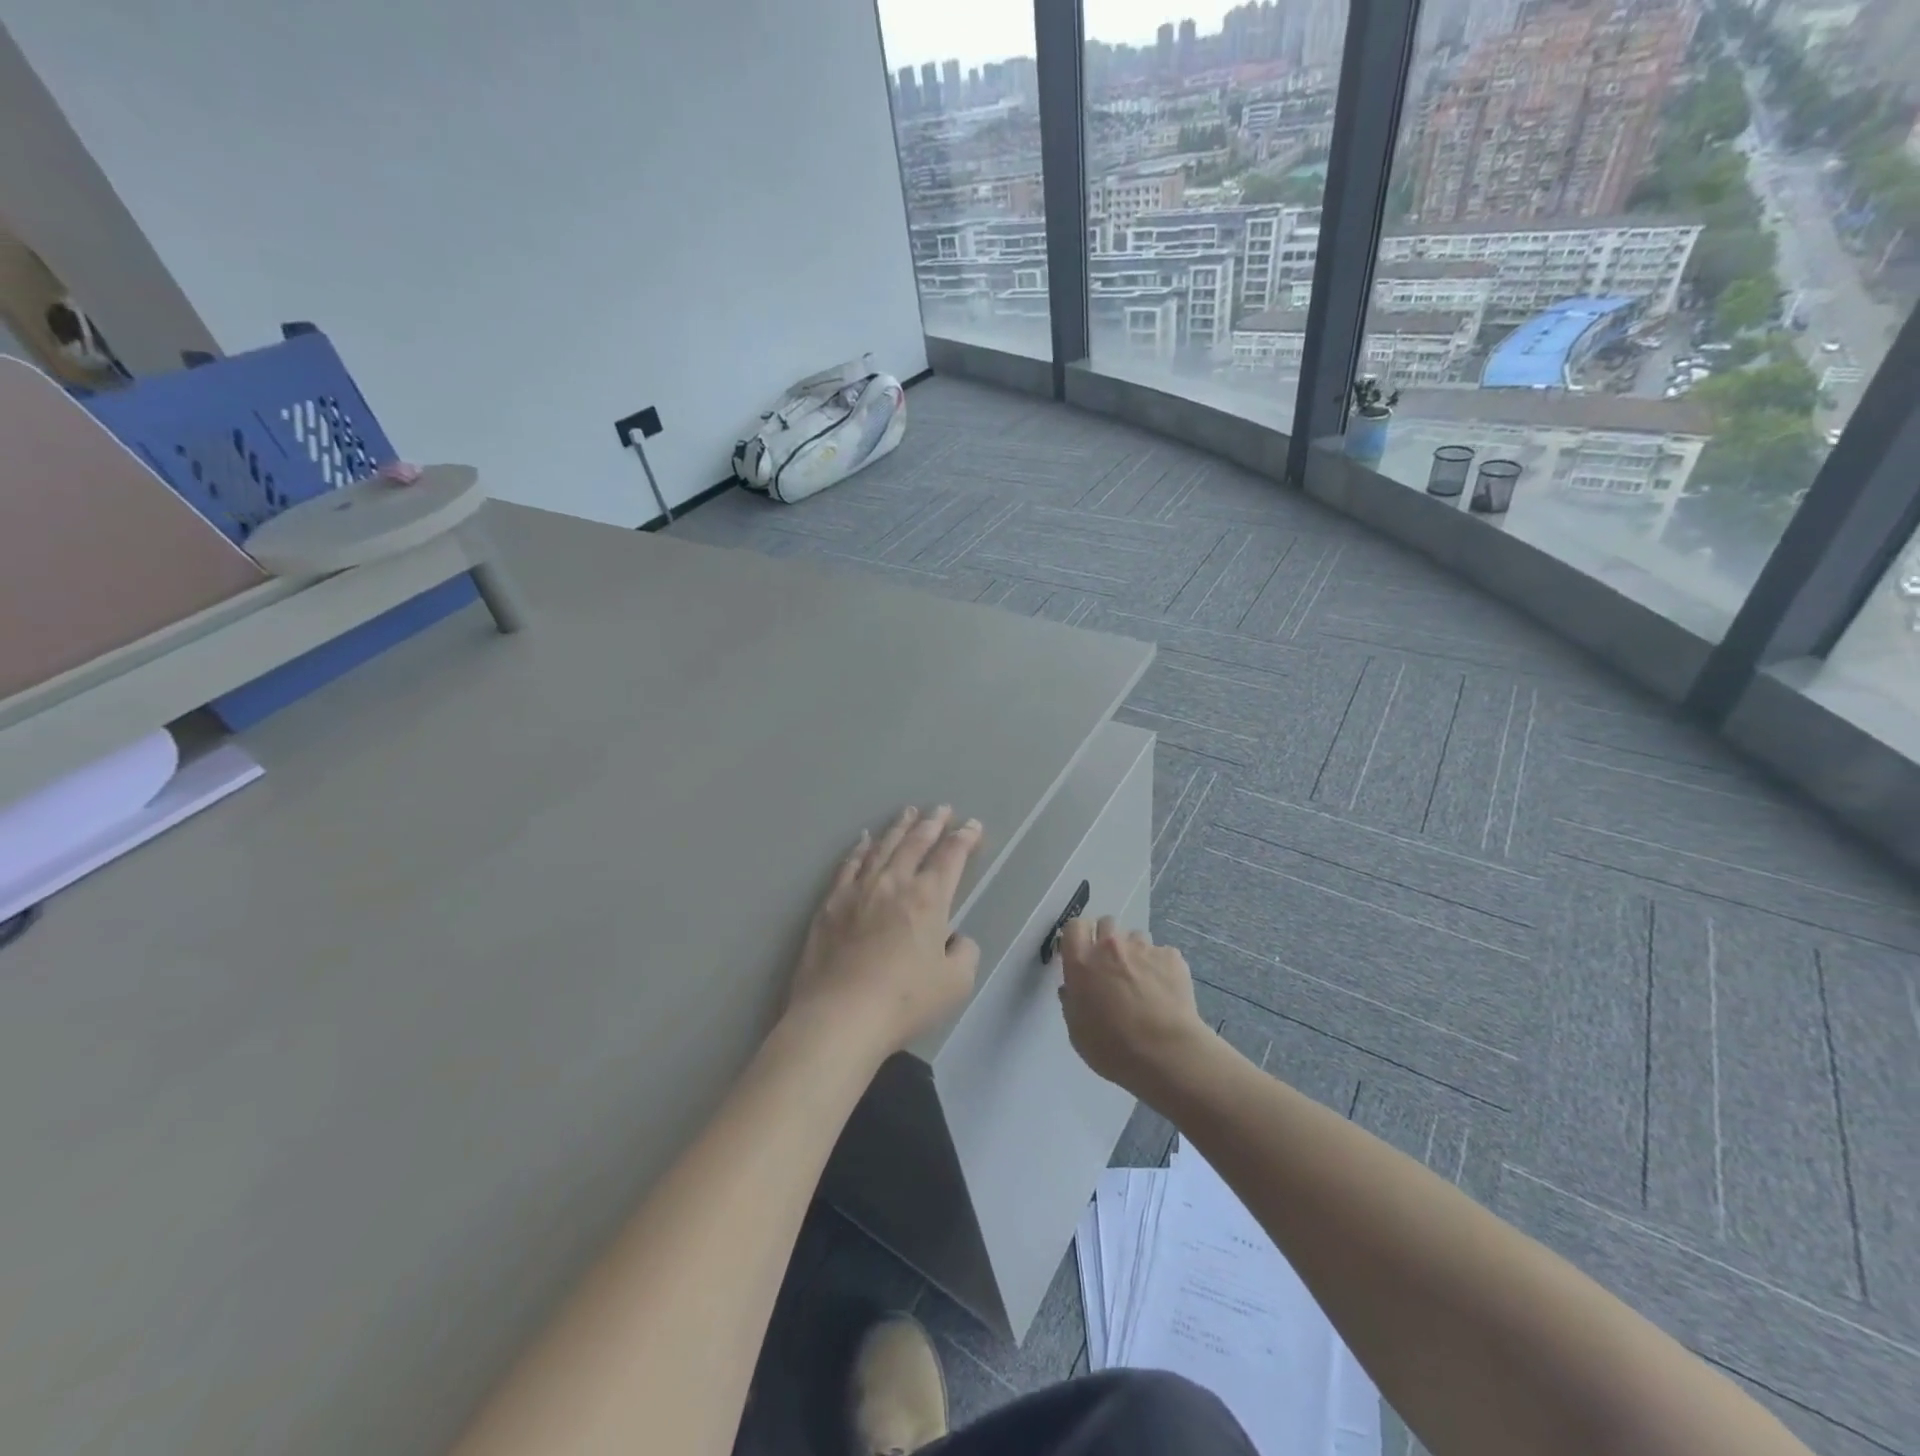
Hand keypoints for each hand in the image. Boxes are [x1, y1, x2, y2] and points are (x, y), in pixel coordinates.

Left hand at [786, 806, 982, 1060]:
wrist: (839, 1016)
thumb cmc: (904, 1001)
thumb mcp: (956, 983)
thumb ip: (964, 952)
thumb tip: (954, 938)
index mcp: (929, 898)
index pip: (951, 857)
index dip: (964, 838)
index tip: (972, 826)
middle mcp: (894, 883)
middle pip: (916, 843)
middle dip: (932, 823)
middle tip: (942, 809)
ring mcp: (858, 890)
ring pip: (882, 847)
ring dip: (899, 828)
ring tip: (908, 812)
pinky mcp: (831, 904)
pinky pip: (849, 865)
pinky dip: (860, 848)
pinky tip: (863, 840)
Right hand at [1057, 917, 1214, 1102]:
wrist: (1166, 1054)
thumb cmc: (1112, 1048)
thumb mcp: (1077, 1031)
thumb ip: (1072, 1002)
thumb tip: (1072, 989)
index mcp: (1081, 962)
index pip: (1073, 926)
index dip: (1078, 936)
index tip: (1081, 952)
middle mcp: (1109, 946)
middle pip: (1106, 923)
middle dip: (1106, 939)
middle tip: (1111, 965)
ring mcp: (1142, 948)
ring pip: (1135, 936)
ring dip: (1134, 952)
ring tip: (1142, 979)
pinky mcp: (1170, 956)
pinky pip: (1161, 953)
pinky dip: (1160, 966)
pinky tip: (1165, 990)